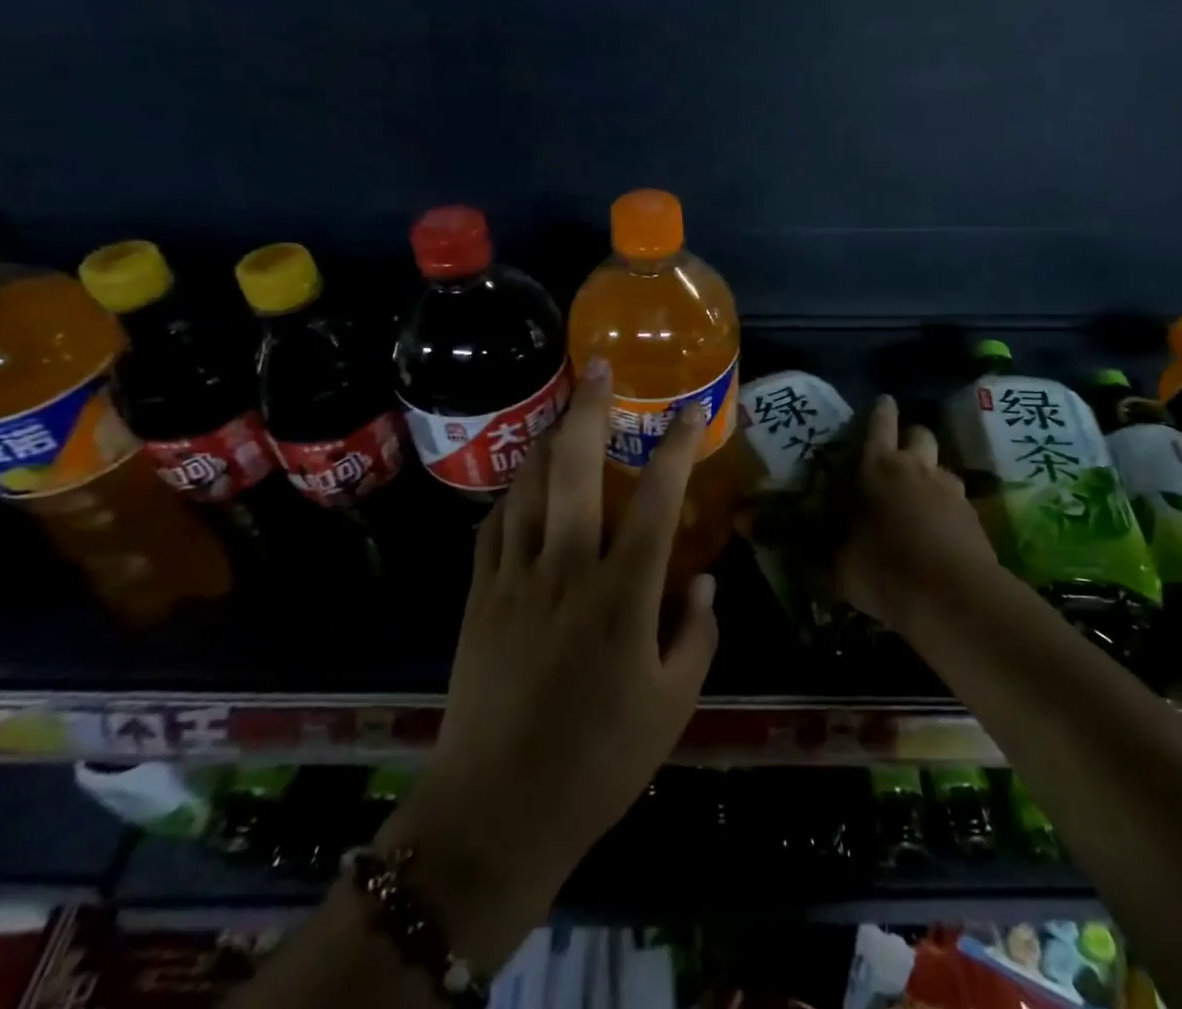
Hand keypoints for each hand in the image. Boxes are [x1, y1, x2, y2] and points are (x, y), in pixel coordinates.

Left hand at [381, 360, 718, 968]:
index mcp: (622, 595)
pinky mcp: (478, 595)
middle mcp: (566, 568)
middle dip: (589, 408)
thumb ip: (697, 632)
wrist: (496, 813)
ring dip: (548, 438)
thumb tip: (703, 576)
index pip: (656, 499)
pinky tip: (524, 481)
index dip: (675, 446)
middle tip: (598, 367)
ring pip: (528, 484)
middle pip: (575, 466)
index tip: (688, 408)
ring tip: (564, 409)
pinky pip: (495, 523)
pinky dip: (513, 491)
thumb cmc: (599, 762)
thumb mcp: (673, 705)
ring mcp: (514, 577)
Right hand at [835, 395, 1000, 629]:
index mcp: (879, 469)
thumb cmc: (886, 570)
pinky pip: (958, 499)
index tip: (884, 400)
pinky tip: (938, 528)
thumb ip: (818, 550)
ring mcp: (951, 491)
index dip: (881, 411)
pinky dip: (947, 506)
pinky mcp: (974, 517)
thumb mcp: (839, 566)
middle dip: (910, 437)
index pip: (880, 425)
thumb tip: (777, 540)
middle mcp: (917, 469)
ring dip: (931, 473)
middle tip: (899, 452)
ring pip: (942, 466)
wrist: (957, 599)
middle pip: (920, 434)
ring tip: (919, 494)